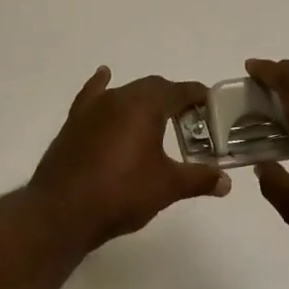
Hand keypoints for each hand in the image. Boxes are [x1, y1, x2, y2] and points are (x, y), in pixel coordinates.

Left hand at [29, 67, 230, 248]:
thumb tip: (226, 181)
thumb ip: (198, 179)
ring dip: (144, 100)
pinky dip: (102, 86)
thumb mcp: (166, 187)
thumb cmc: (121, 193)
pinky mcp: (74, 122)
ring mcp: (93, 108)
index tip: (211, 104)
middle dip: (173, 98)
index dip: (198, 96)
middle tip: (190, 120)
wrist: (62, 211)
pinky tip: (104, 77)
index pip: (179, 91)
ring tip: (157, 117)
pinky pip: (92, 95)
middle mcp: (119, 97)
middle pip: (153, 88)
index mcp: (145, 106)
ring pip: (125, 92)